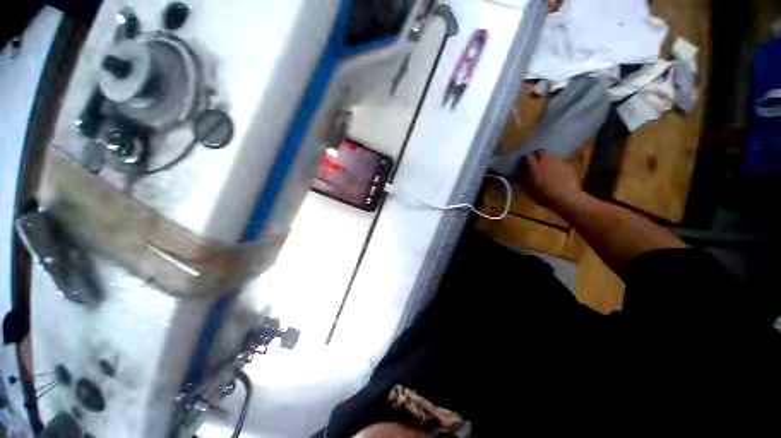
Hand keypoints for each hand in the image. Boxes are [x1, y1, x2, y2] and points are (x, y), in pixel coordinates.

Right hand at [519, 150, 581, 209]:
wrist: (565, 198)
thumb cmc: (543, 195)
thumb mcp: (527, 189)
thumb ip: (523, 178)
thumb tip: (520, 172)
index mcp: (533, 167)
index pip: (527, 156)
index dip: (525, 159)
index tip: (523, 164)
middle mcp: (545, 161)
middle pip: (540, 152)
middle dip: (536, 155)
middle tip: (534, 163)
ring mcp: (558, 162)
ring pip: (550, 156)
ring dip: (546, 160)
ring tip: (546, 169)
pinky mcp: (567, 165)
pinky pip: (559, 162)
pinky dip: (555, 166)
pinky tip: (556, 174)